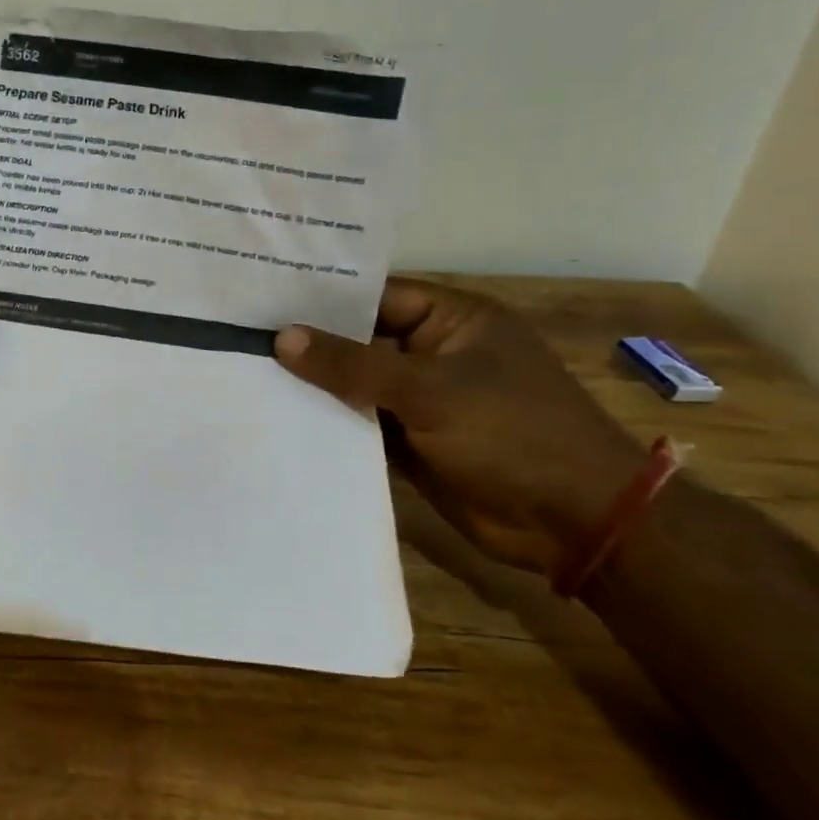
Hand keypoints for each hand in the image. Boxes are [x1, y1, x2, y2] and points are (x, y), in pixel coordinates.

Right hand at [275, 278, 644, 575]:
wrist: (576, 524)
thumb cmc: (512, 433)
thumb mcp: (430, 390)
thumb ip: (353, 365)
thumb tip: (283, 338)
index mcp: (453, 320)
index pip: (376, 295)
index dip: (323, 297)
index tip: (263, 297)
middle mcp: (434, 353)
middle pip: (362, 340)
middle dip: (311, 343)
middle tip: (242, 336)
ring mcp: (423, 400)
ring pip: (358, 385)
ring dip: (316, 386)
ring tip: (247, 374)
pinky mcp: (413, 441)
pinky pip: (363, 424)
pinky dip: (331, 423)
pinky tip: (281, 419)